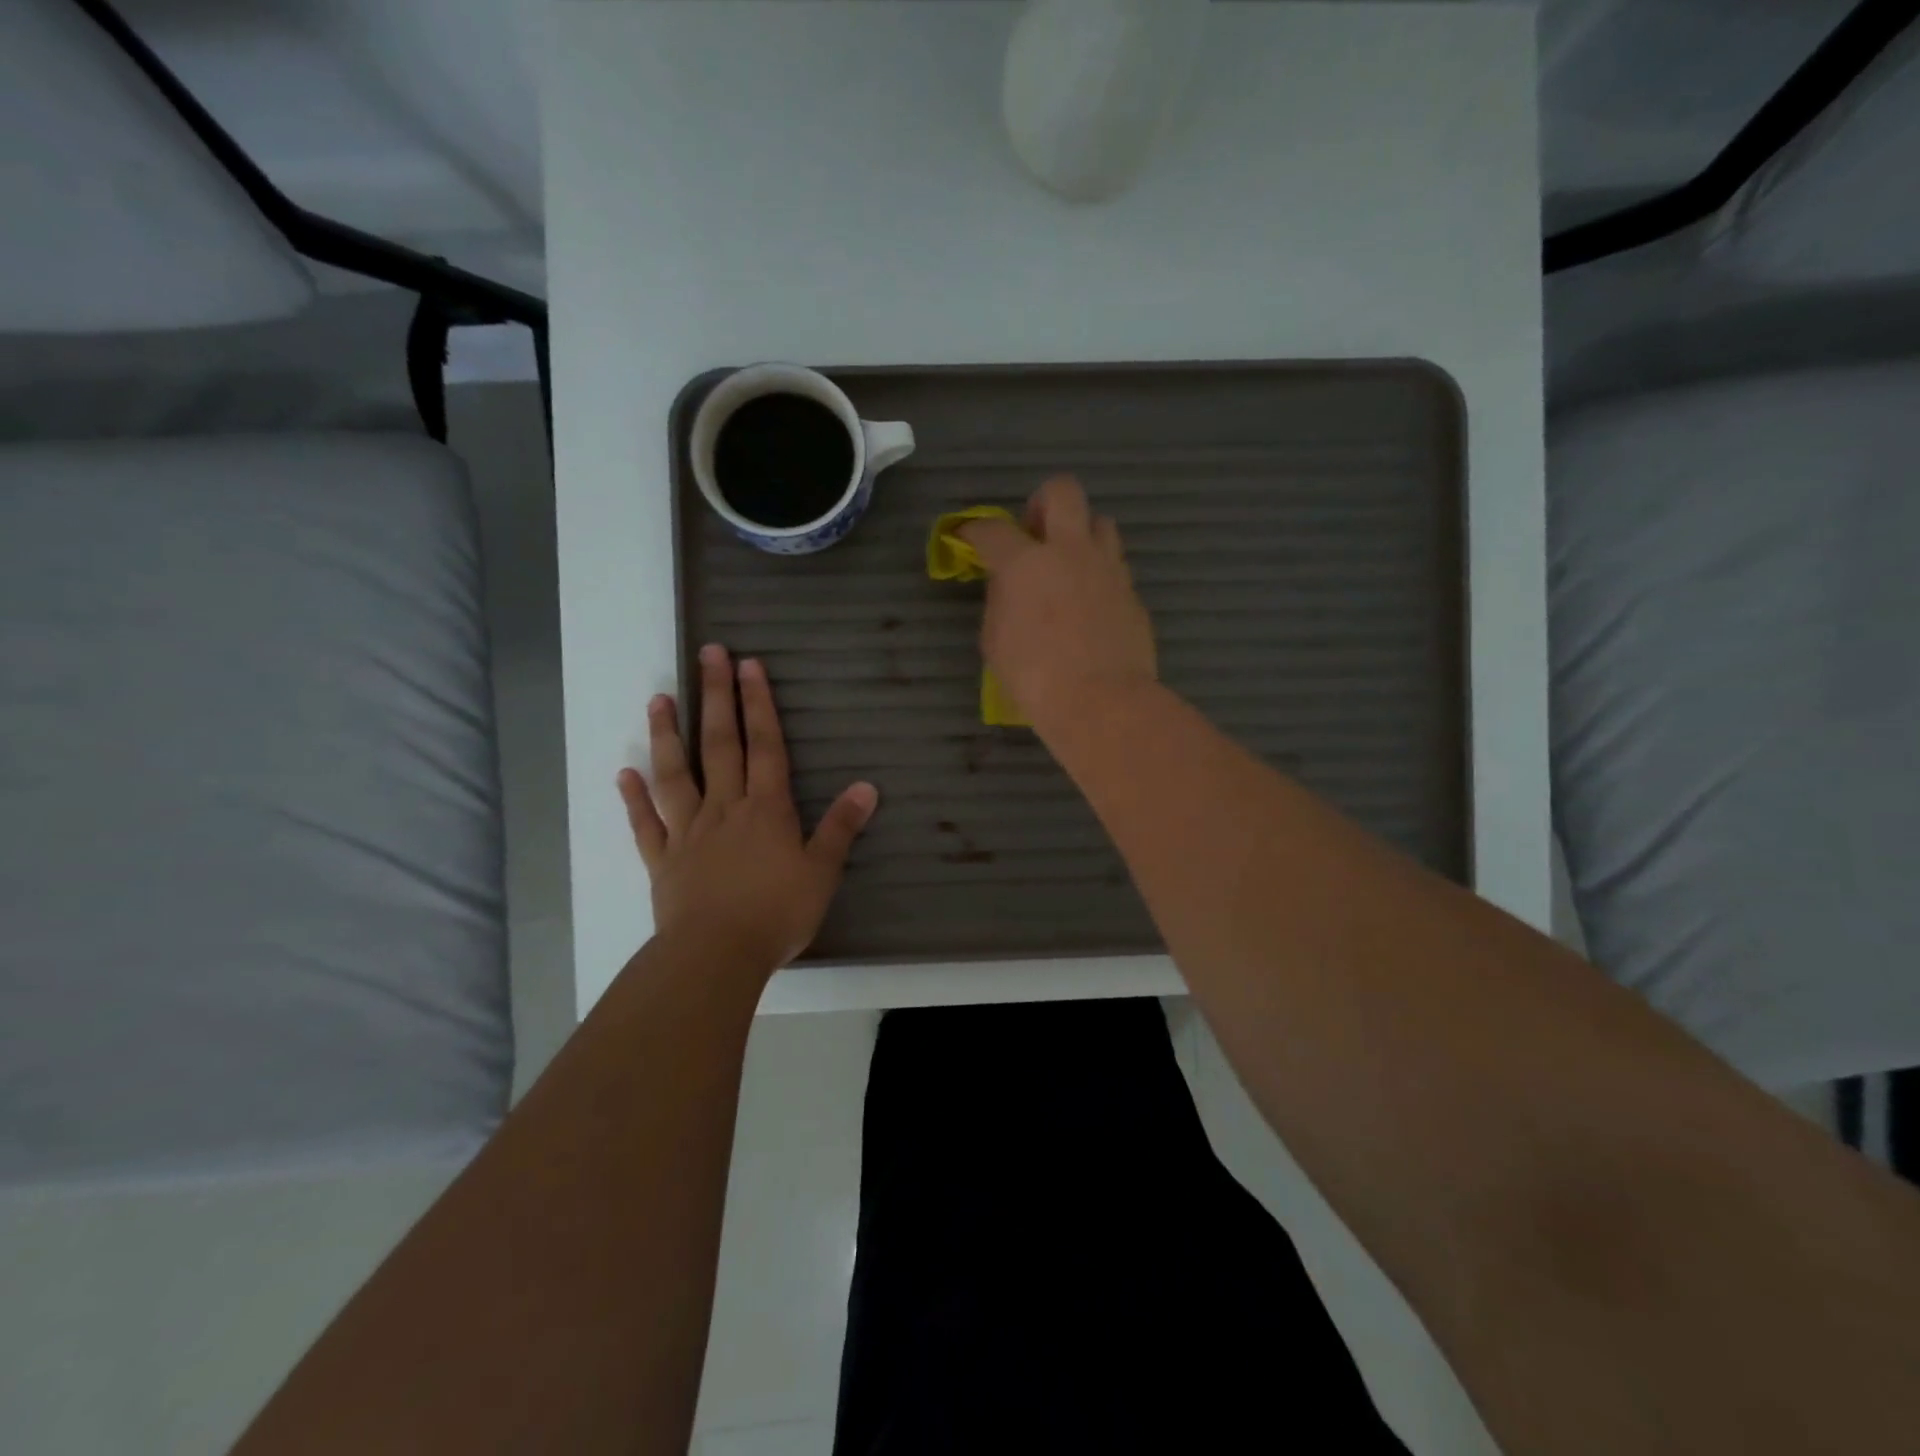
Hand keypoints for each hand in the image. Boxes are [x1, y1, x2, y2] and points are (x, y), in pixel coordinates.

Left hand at [617, 645, 878, 975]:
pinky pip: (646, 824)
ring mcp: (688, 832)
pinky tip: (624, 774)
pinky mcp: (663, 861)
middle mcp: (725, 809)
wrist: (717, 956)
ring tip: (659, 699)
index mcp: (766, 809)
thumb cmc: (776, 913)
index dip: (758, 704)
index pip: (764, 745)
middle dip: (716, 697)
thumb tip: (867, 787)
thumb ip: (841, 827)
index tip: (748, 665)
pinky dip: (634, 799)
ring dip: (667, 735)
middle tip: (707, 654)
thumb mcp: (822, 872)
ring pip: (676, 774)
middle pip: (720, 744)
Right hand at [958, 474, 1156, 736]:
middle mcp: (1069, 551)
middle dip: (1043, 503)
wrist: (1101, 701)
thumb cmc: (1035, 678)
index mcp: (1025, 563)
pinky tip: (1090, 604)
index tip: (970, 539)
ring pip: (1100, 523)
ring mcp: (1107, 568)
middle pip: (1062, 492)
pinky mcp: (1132, 592)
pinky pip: (1115, 566)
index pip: (993, 530)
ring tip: (1069, 566)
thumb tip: (1008, 586)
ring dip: (1081, 535)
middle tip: (1035, 533)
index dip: (975, 531)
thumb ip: (1000, 602)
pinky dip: (1099, 575)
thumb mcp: (996, 642)